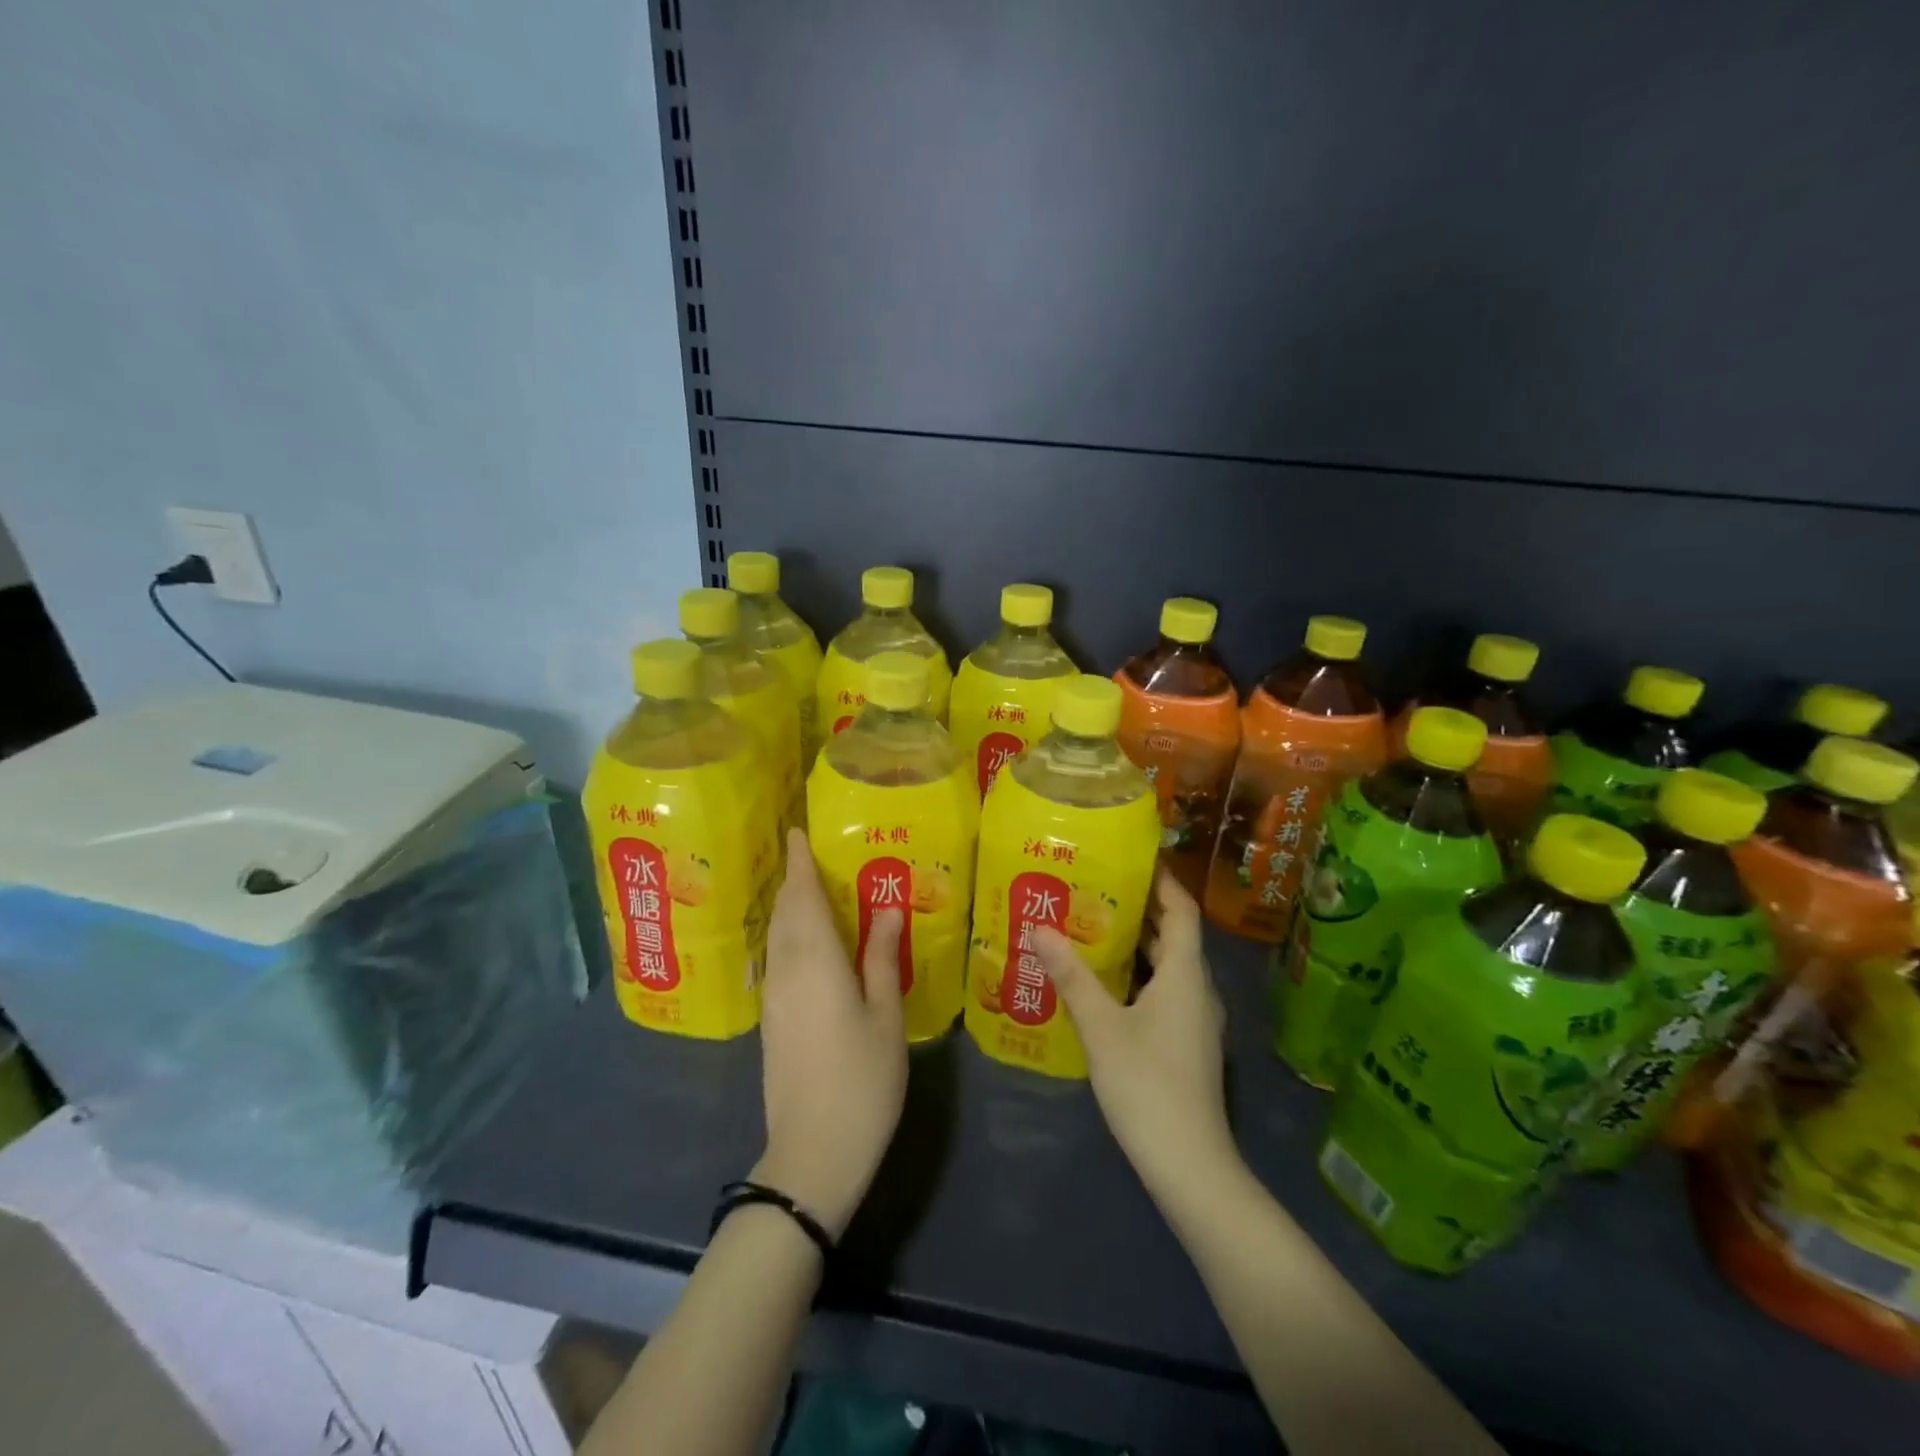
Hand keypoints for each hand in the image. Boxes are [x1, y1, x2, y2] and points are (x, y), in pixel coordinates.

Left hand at [753, 829, 908, 1237]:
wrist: (813, 1152)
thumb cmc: (862, 1079)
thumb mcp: (885, 1015)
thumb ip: (882, 957)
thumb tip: (887, 908)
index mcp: (816, 961)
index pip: (803, 897)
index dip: (800, 863)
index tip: (797, 832)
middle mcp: (787, 970)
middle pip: (785, 912)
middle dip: (792, 879)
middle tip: (807, 852)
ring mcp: (775, 997)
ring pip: (777, 936)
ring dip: (788, 905)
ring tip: (808, 887)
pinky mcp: (771, 1020)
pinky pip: (777, 958)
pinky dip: (788, 934)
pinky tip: (806, 939)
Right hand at [1034, 870, 1237, 1204]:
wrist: (1190, 1166)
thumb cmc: (1147, 1086)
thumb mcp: (1102, 1027)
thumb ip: (1072, 976)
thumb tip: (1040, 926)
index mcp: (1186, 974)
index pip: (1181, 910)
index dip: (1161, 880)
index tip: (1129, 857)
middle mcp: (1197, 988)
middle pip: (1173, 934)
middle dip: (1138, 908)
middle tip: (1093, 886)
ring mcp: (1195, 1018)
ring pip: (1167, 965)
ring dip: (1135, 943)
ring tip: (1090, 923)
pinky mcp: (1185, 1041)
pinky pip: (1163, 990)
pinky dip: (1136, 974)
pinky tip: (1101, 980)